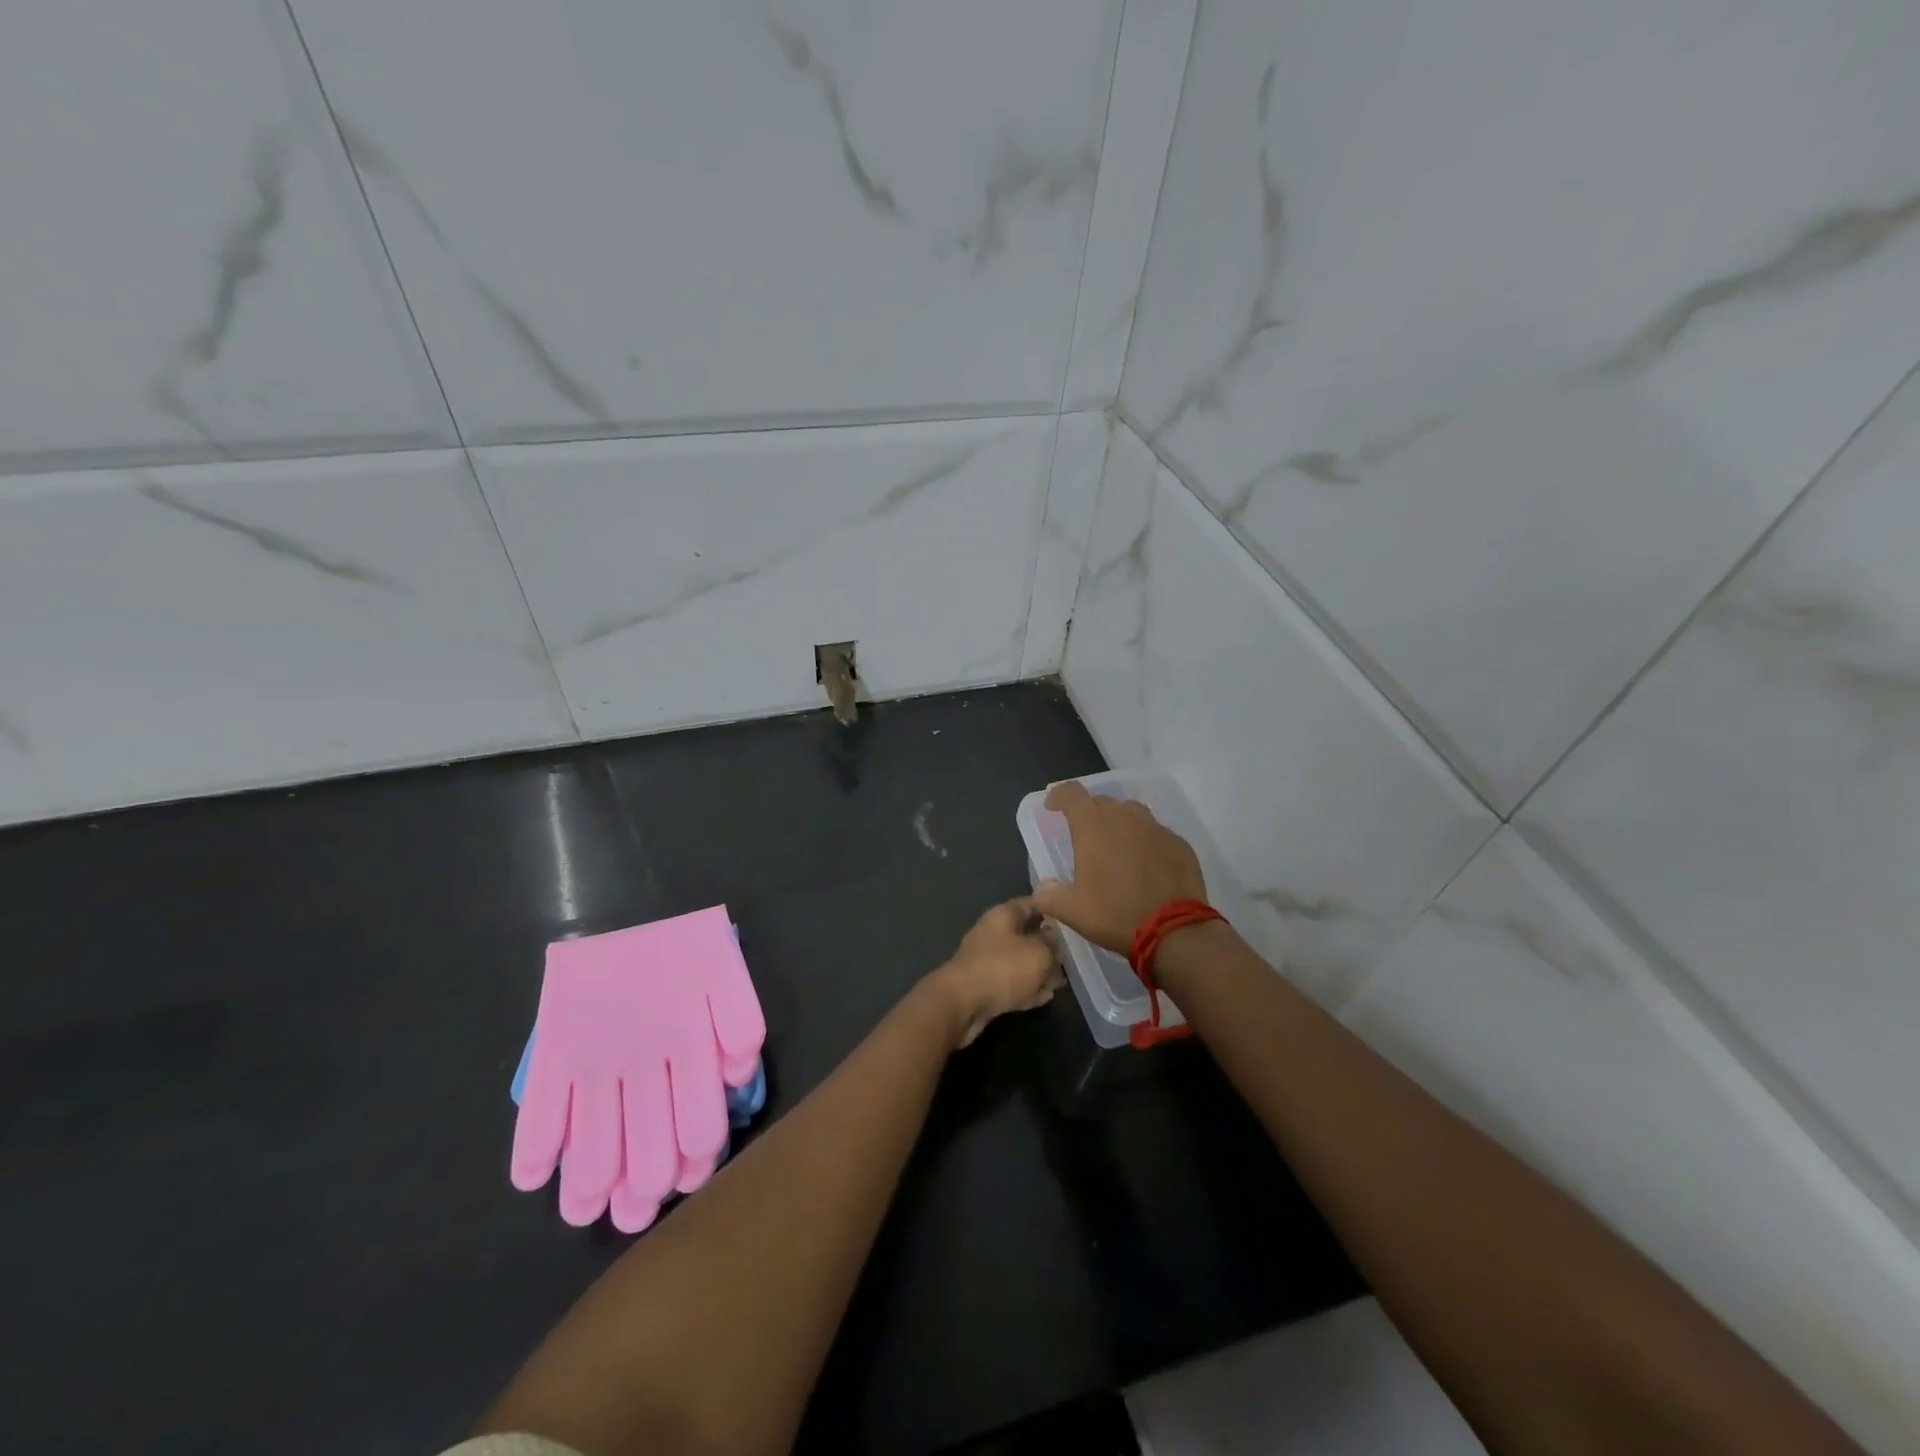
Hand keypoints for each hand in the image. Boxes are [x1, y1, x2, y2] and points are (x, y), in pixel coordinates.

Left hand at [930, 898, 1065, 1047]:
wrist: (961, 1004)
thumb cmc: (1003, 968)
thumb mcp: (1038, 952)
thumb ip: (1051, 944)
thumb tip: (1053, 937)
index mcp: (1003, 915)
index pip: (1031, 903)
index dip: (1051, 909)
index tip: (1071, 918)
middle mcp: (993, 933)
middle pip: (1026, 934)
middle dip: (1048, 947)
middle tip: (1070, 958)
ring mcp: (987, 960)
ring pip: (1020, 961)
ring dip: (1039, 971)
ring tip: (1061, 981)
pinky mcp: (984, 986)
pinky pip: (1011, 983)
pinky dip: (1027, 988)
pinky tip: (1045, 997)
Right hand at [1031, 781, 1206, 952]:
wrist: (1173, 931)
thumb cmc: (1115, 914)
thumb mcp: (1070, 910)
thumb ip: (1048, 895)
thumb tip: (1042, 889)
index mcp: (1093, 826)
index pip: (1071, 793)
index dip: (1058, 795)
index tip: (1052, 807)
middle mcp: (1124, 817)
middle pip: (1102, 802)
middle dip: (1089, 813)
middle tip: (1085, 836)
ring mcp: (1156, 828)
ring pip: (1132, 813)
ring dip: (1119, 823)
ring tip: (1116, 846)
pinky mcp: (1179, 844)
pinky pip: (1156, 833)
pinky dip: (1146, 841)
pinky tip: (1146, 864)